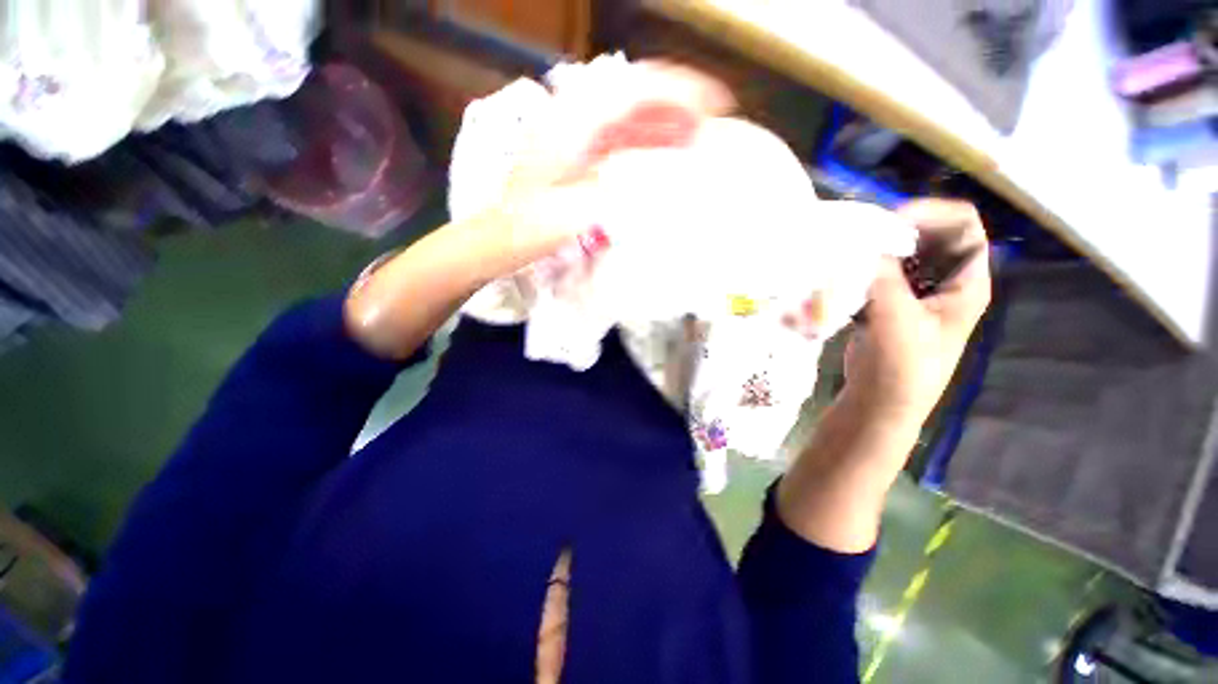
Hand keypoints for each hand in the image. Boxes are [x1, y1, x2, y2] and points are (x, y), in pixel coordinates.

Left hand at [470, 61, 734, 279]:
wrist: (501, 238)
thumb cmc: (532, 227)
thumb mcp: (576, 212)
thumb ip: (618, 193)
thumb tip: (663, 181)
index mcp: (575, 124)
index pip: (636, 90)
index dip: (680, 91)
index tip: (716, 104)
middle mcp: (576, 119)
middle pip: (635, 97)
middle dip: (678, 106)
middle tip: (711, 126)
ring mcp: (577, 136)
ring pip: (629, 117)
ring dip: (664, 124)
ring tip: (696, 140)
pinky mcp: (578, 154)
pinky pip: (619, 139)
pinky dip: (645, 143)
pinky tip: (664, 156)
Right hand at [842, 199, 991, 427]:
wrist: (878, 403)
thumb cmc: (900, 368)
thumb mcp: (897, 320)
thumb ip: (883, 278)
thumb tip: (861, 242)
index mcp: (966, 284)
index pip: (964, 228)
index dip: (932, 215)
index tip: (890, 221)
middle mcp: (944, 283)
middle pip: (930, 236)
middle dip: (896, 230)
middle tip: (860, 233)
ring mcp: (914, 294)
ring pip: (899, 255)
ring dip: (874, 250)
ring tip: (846, 251)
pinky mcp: (886, 304)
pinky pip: (876, 274)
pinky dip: (859, 269)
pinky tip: (840, 274)